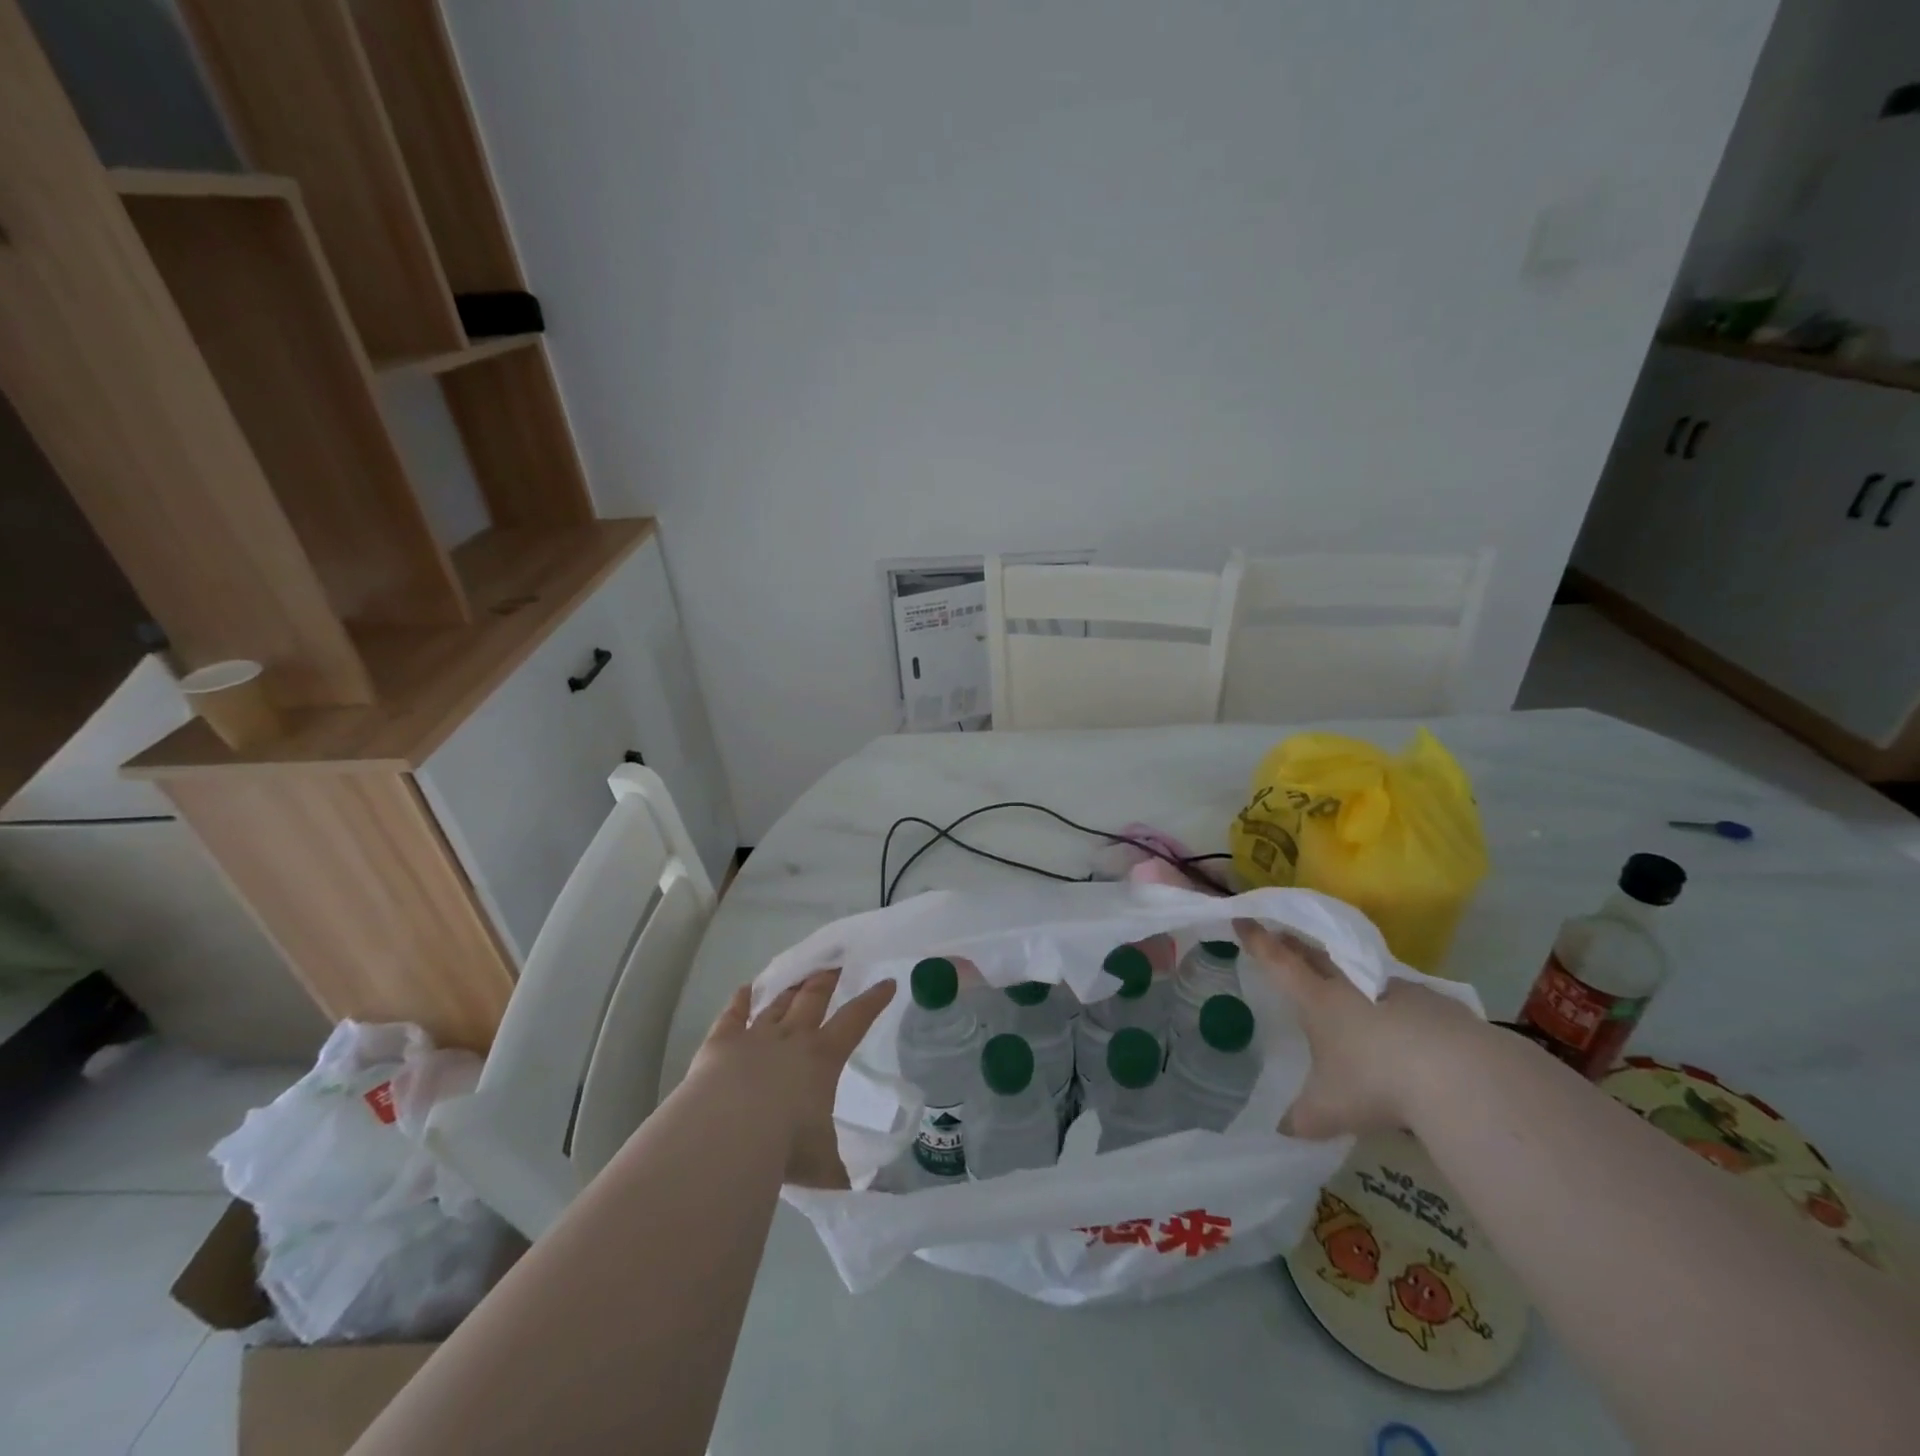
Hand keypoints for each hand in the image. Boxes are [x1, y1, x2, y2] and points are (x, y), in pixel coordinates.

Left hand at [689, 970, 895, 1187]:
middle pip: (813, 999)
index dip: (873, 1001)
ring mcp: (754, 1037)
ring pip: (776, 1004)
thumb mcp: (823, 1168)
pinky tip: (744, 990)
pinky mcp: (720, 1044)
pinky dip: (739, 1001)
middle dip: (826, 981)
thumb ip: (842, 1177)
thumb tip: (872, 1206)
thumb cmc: (786, 1147)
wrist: (729, 1133)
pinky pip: (732, 1016)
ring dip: (789, 988)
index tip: (886, 982)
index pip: (855, 1021)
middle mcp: (791, 1039)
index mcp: (823, 1058)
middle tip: (834, 965)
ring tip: (800, 975)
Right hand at [1234, 917, 1478, 1139]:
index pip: (1277, 962)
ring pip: (1360, 971)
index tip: (1242, 919)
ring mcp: (1395, 990)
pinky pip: (1403, 996)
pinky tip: (1402, 1024)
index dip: (1257, 940)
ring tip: (1342, 980)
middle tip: (1283, 935)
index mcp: (1317, 1000)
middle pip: (1315, 954)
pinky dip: (1393, 1002)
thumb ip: (1302, 1118)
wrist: (1459, 1074)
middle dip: (1295, 944)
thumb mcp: (1329, 1110)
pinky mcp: (1435, 1004)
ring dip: (1346, 970)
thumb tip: (1283, 1132)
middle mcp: (1351, 985)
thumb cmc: (1375, 1082)